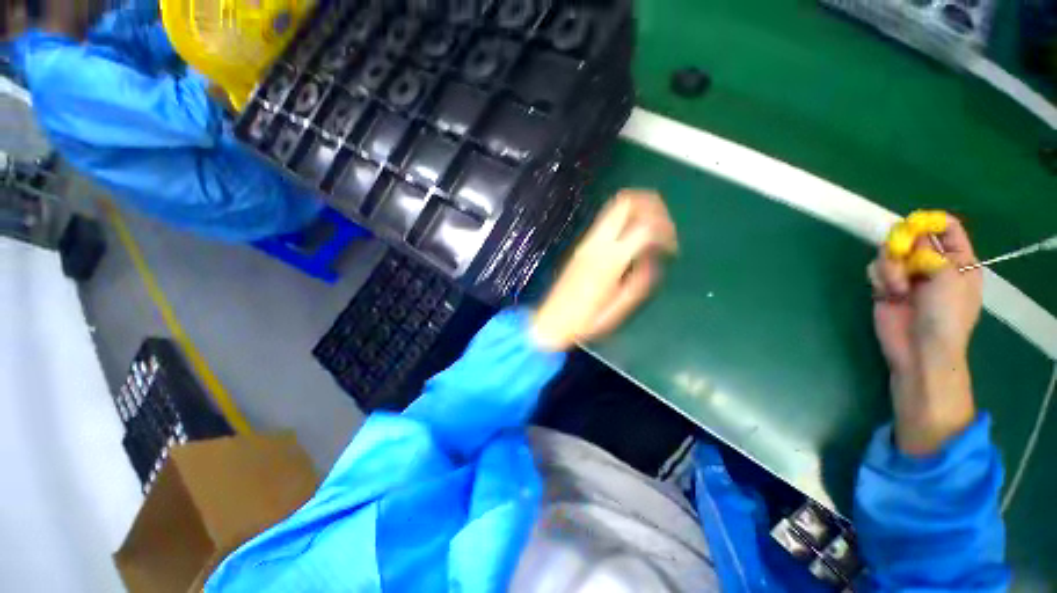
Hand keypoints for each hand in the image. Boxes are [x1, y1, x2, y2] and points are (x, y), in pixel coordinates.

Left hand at [532, 190, 677, 351]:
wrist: (551, 321)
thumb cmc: (587, 320)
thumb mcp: (619, 307)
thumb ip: (640, 280)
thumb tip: (655, 258)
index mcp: (610, 260)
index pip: (644, 226)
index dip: (666, 231)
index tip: (672, 249)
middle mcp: (597, 243)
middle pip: (627, 202)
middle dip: (653, 205)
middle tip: (665, 226)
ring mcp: (587, 241)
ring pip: (614, 206)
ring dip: (638, 208)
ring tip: (651, 228)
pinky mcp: (582, 245)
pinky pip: (606, 220)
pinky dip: (625, 218)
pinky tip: (631, 237)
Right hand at [868, 216, 981, 454]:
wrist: (920, 350)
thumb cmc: (945, 316)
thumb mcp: (947, 278)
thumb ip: (930, 251)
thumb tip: (911, 233)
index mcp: (958, 261)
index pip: (948, 229)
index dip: (932, 222)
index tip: (914, 224)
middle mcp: (933, 265)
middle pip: (913, 238)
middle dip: (903, 246)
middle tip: (899, 254)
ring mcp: (909, 277)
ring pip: (890, 254)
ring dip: (890, 267)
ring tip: (896, 287)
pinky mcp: (886, 288)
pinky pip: (876, 270)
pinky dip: (879, 278)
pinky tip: (886, 293)